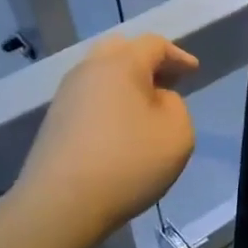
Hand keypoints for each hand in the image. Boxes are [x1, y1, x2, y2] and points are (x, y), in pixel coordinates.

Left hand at [16, 34, 197, 235]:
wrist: (61, 203)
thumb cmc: (128, 162)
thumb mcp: (177, 133)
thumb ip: (175, 106)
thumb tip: (156, 100)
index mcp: (121, 64)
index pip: (153, 44)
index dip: (177, 55)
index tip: (193, 71)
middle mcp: (88, 71)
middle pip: (120, 50)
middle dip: (146, 61)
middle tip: (167, 81)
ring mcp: (65, 96)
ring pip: (100, 75)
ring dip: (125, 84)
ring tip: (146, 107)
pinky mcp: (54, 122)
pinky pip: (88, 100)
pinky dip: (109, 104)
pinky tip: (120, 129)